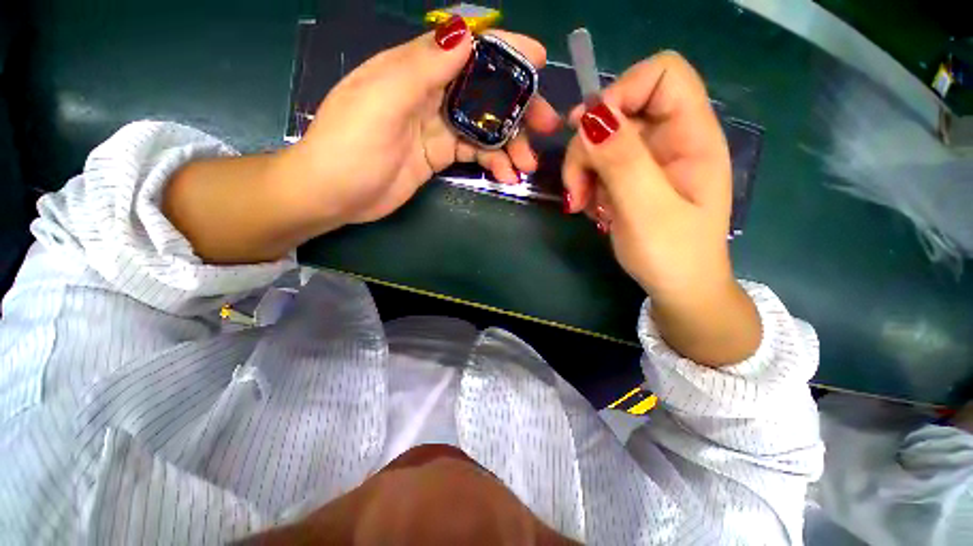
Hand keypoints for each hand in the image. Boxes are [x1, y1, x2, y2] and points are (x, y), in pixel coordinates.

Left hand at [284, 17, 560, 227]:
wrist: (335, 194)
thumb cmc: (350, 146)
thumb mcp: (382, 100)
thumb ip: (423, 68)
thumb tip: (465, 34)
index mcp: (415, 69)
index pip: (467, 50)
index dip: (504, 51)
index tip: (538, 59)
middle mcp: (431, 93)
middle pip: (485, 91)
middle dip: (518, 107)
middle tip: (545, 126)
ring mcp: (437, 127)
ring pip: (485, 127)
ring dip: (510, 143)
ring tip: (526, 164)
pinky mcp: (440, 154)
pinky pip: (475, 153)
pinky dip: (493, 162)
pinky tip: (505, 175)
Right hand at [561, 52, 758, 364]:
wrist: (677, 288)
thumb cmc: (672, 254)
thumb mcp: (647, 209)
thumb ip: (623, 160)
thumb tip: (589, 117)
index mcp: (692, 135)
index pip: (662, 74)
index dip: (622, 91)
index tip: (591, 132)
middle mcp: (670, 139)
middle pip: (619, 110)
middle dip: (587, 147)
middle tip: (577, 190)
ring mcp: (648, 160)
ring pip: (601, 141)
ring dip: (582, 171)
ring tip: (584, 205)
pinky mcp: (631, 179)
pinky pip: (598, 166)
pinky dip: (587, 185)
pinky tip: (593, 210)